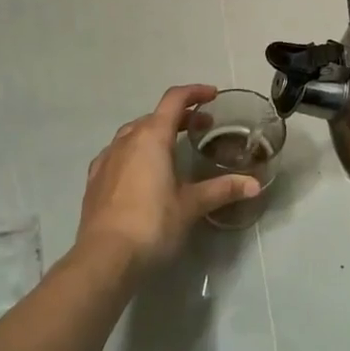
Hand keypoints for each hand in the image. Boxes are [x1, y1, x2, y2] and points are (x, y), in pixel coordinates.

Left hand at [75, 84, 260, 276]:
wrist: (104, 258)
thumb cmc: (153, 223)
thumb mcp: (191, 205)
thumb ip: (222, 190)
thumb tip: (255, 185)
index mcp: (152, 136)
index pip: (175, 100)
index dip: (195, 93)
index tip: (212, 95)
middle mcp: (127, 139)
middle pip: (155, 115)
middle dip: (179, 116)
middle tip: (201, 127)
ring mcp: (107, 158)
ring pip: (134, 133)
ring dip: (155, 132)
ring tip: (172, 148)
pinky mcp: (95, 179)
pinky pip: (117, 153)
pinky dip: (134, 151)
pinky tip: (140, 169)